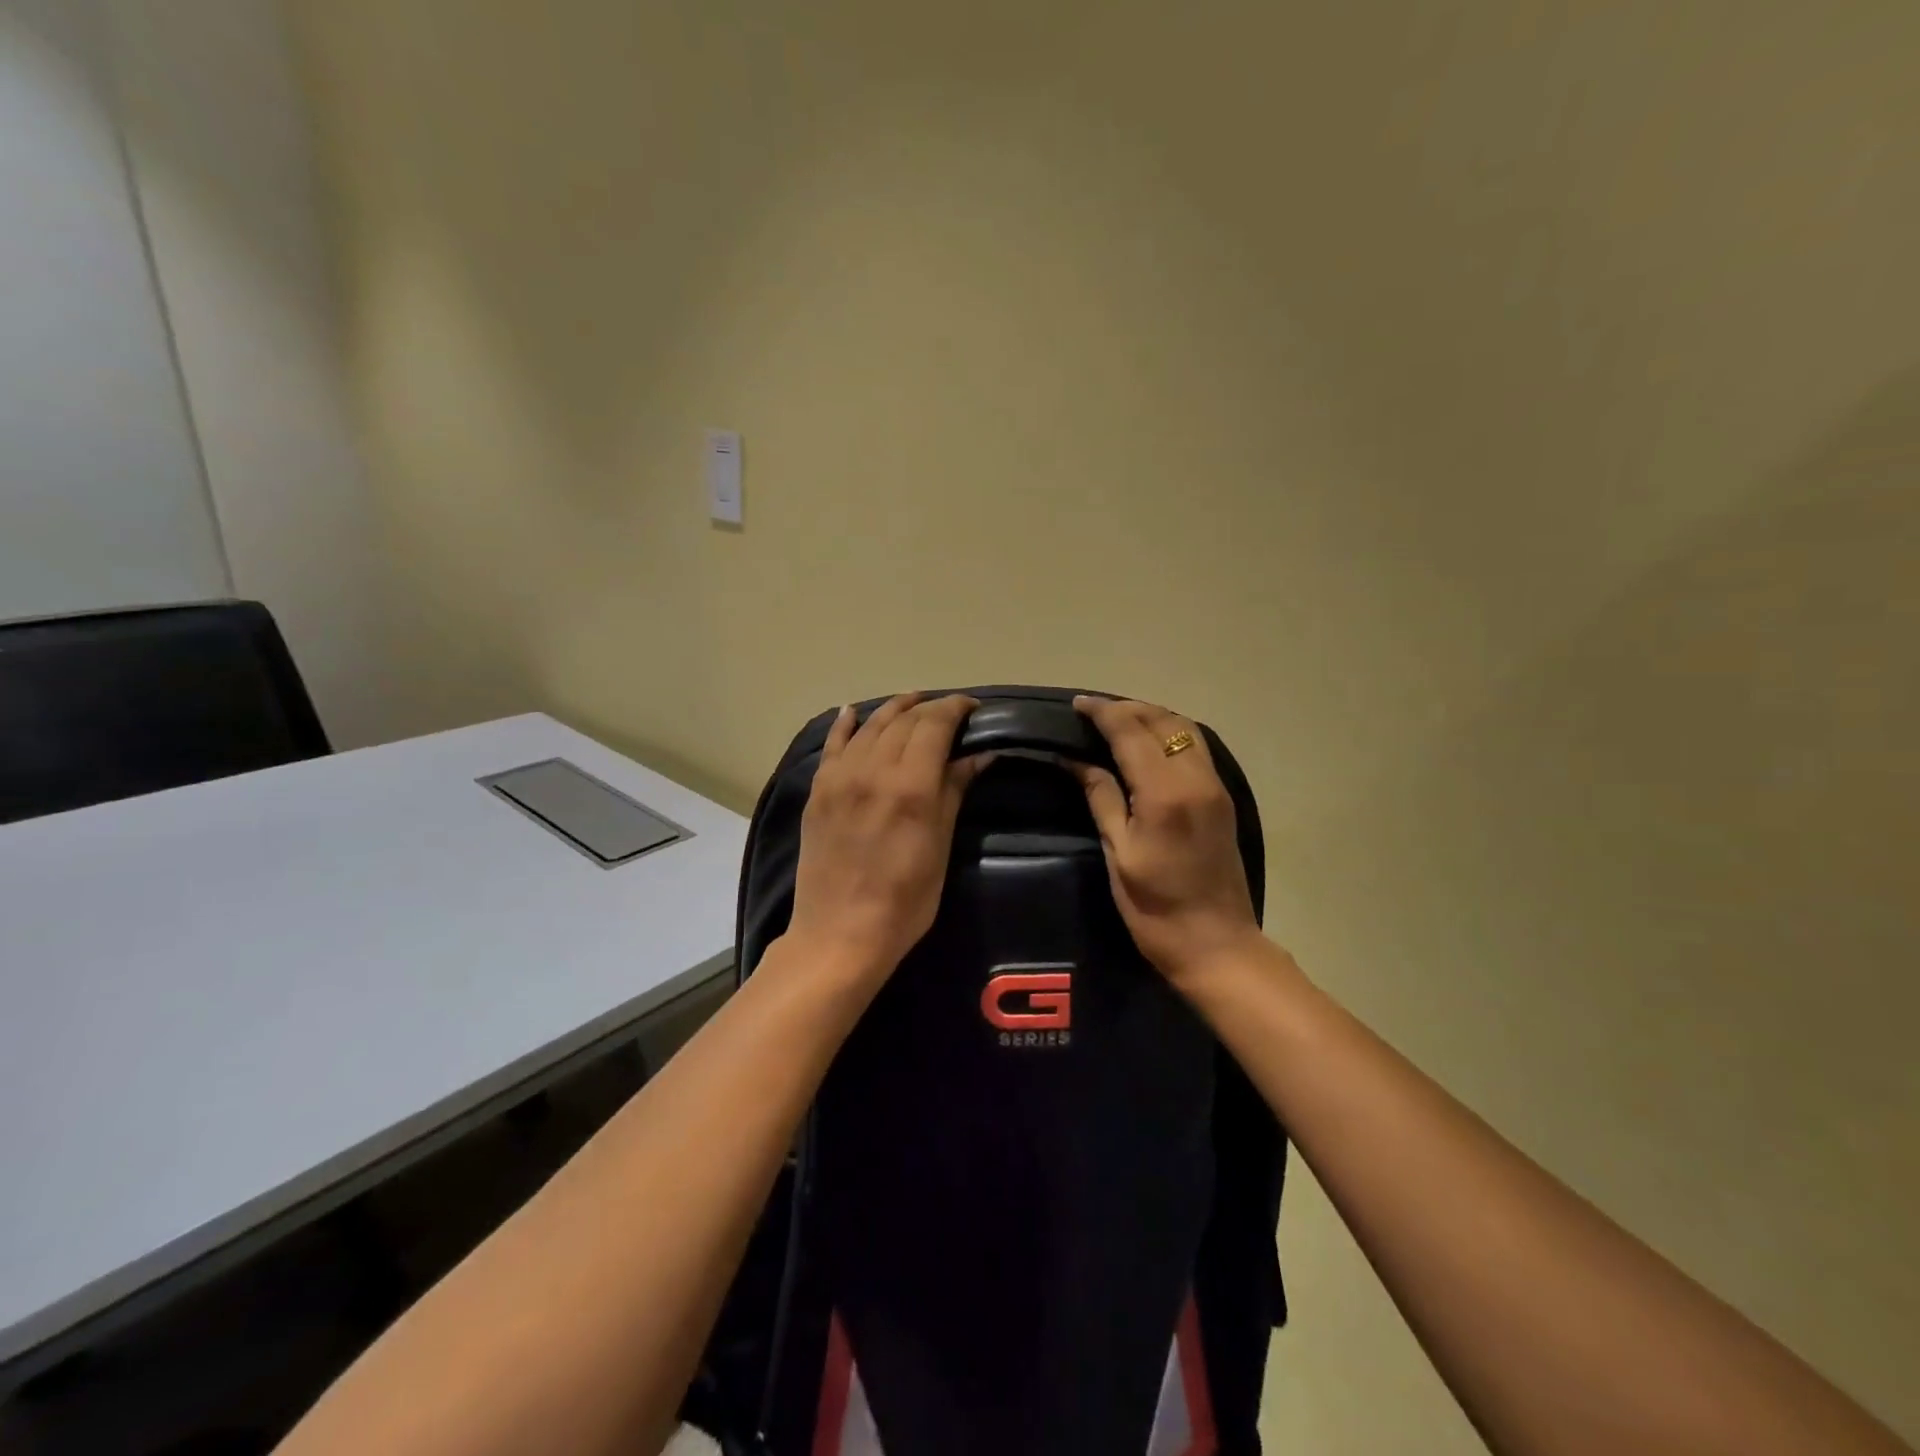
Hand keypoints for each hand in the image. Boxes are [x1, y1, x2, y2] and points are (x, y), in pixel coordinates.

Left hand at [786, 693, 990, 982]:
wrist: (839, 934)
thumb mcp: (940, 847)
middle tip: (949, 713)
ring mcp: (839, 777)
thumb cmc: (904, 901)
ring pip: (870, 726)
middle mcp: (872, 769)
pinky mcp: (818, 791)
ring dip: (894, 710)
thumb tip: (979, 754)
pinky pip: (833, 745)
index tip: (973, 708)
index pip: (934, 724)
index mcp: (909, 784)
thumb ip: (954, 791)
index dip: (955, 708)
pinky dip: (845, 725)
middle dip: (929, 708)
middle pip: (903, 720)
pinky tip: (854, 711)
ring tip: (913, 704)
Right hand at [1070, 696, 1261, 985]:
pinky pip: (1195, 747)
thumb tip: (1075, 759)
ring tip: (1117, 722)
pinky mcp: (1222, 798)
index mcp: (1165, 793)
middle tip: (1092, 712)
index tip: (1076, 705)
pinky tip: (1146, 745)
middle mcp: (1196, 778)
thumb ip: (1101, 797)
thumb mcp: (1119, 853)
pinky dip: (1168, 734)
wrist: (1216, 944)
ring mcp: (1215, 786)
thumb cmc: (1155, 908)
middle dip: (1126, 708)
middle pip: (1162, 721)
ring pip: (1184, 729)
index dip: (1103, 712)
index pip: (1131, 731)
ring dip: (1150, 717)